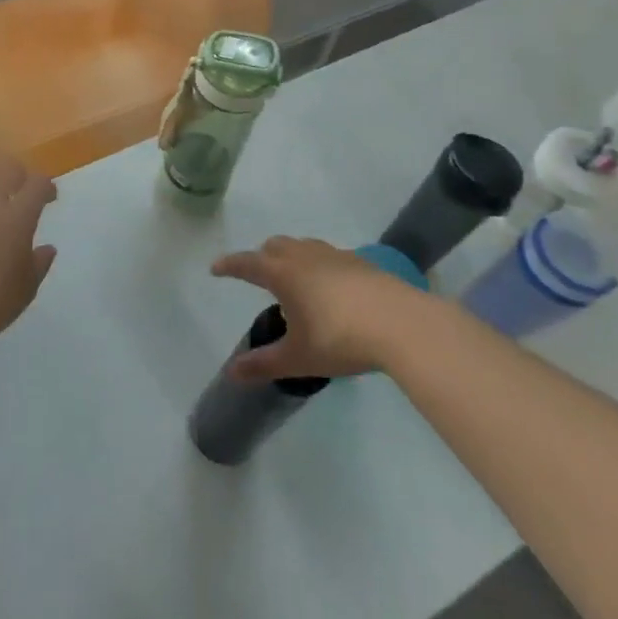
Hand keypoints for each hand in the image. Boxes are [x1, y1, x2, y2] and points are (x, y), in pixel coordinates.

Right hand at [210, 236, 421, 381]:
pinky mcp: (361, 262)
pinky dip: (318, 265)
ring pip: (303, 246)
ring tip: (294, 280)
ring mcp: (335, 255)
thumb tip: (231, 373)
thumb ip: (263, 364)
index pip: (246, 263)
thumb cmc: (341, 339)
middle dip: (261, 257)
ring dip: (290, 256)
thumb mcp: (298, 358)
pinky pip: (328, 255)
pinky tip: (330, 288)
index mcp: (282, 273)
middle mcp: (304, 256)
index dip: (229, 265)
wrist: (401, 324)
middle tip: (258, 276)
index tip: (216, 268)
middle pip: (274, 246)